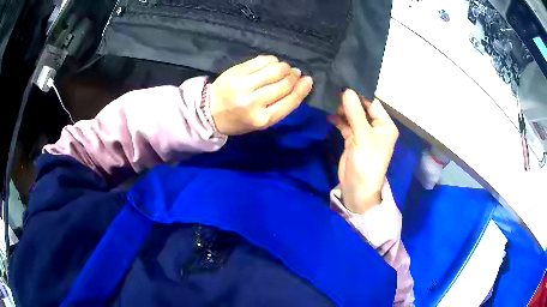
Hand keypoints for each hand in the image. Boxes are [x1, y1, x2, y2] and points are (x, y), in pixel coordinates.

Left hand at [210, 55, 313, 134]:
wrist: (210, 112)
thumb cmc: (239, 120)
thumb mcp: (262, 122)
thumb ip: (282, 106)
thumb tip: (302, 83)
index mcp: (263, 119)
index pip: (291, 100)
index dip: (303, 88)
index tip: (308, 80)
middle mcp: (254, 102)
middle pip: (284, 83)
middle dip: (294, 76)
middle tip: (295, 73)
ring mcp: (244, 85)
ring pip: (275, 69)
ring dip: (284, 67)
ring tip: (284, 69)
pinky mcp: (237, 71)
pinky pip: (262, 60)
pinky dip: (272, 60)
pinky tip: (271, 64)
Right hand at [329, 89, 398, 213]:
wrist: (358, 188)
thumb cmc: (367, 161)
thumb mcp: (362, 136)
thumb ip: (354, 112)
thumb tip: (346, 90)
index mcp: (385, 125)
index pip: (373, 103)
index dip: (359, 93)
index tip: (344, 81)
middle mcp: (376, 127)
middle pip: (362, 108)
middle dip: (349, 100)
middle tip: (333, 88)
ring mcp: (363, 133)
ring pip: (353, 116)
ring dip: (343, 109)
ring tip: (329, 99)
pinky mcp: (353, 139)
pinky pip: (346, 125)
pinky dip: (338, 120)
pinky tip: (329, 115)